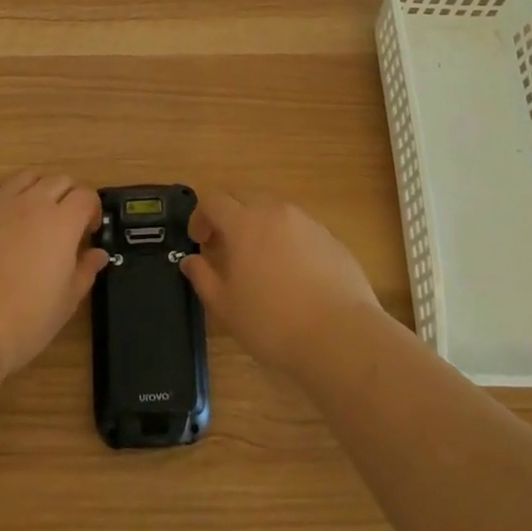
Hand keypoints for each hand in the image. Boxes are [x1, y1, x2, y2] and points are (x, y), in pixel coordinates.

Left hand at [0, 171, 107, 377]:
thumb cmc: (23, 321)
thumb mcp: (66, 303)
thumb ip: (85, 271)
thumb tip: (98, 254)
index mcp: (61, 222)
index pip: (86, 196)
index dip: (92, 210)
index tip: (89, 232)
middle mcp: (31, 203)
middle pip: (58, 180)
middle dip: (68, 196)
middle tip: (65, 224)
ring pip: (23, 178)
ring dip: (35, 189)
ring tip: (32, 215)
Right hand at [180, 189, 384, 380]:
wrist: (340, 335)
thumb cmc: (273, 322)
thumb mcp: (226, 306)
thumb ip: (203, 277)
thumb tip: (191, 260)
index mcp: (244, 222)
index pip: (214, 200)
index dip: (200, 217)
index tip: (199, 241)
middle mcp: (275, 211)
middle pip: (244, 195)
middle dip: (228, 213)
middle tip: (223, 244)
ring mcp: (307, 221)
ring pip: (273, 208)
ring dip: (258, 223)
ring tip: (257, 258)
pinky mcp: (330, 237)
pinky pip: (298, 226)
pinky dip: (285, 237)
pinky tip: (290, 271)